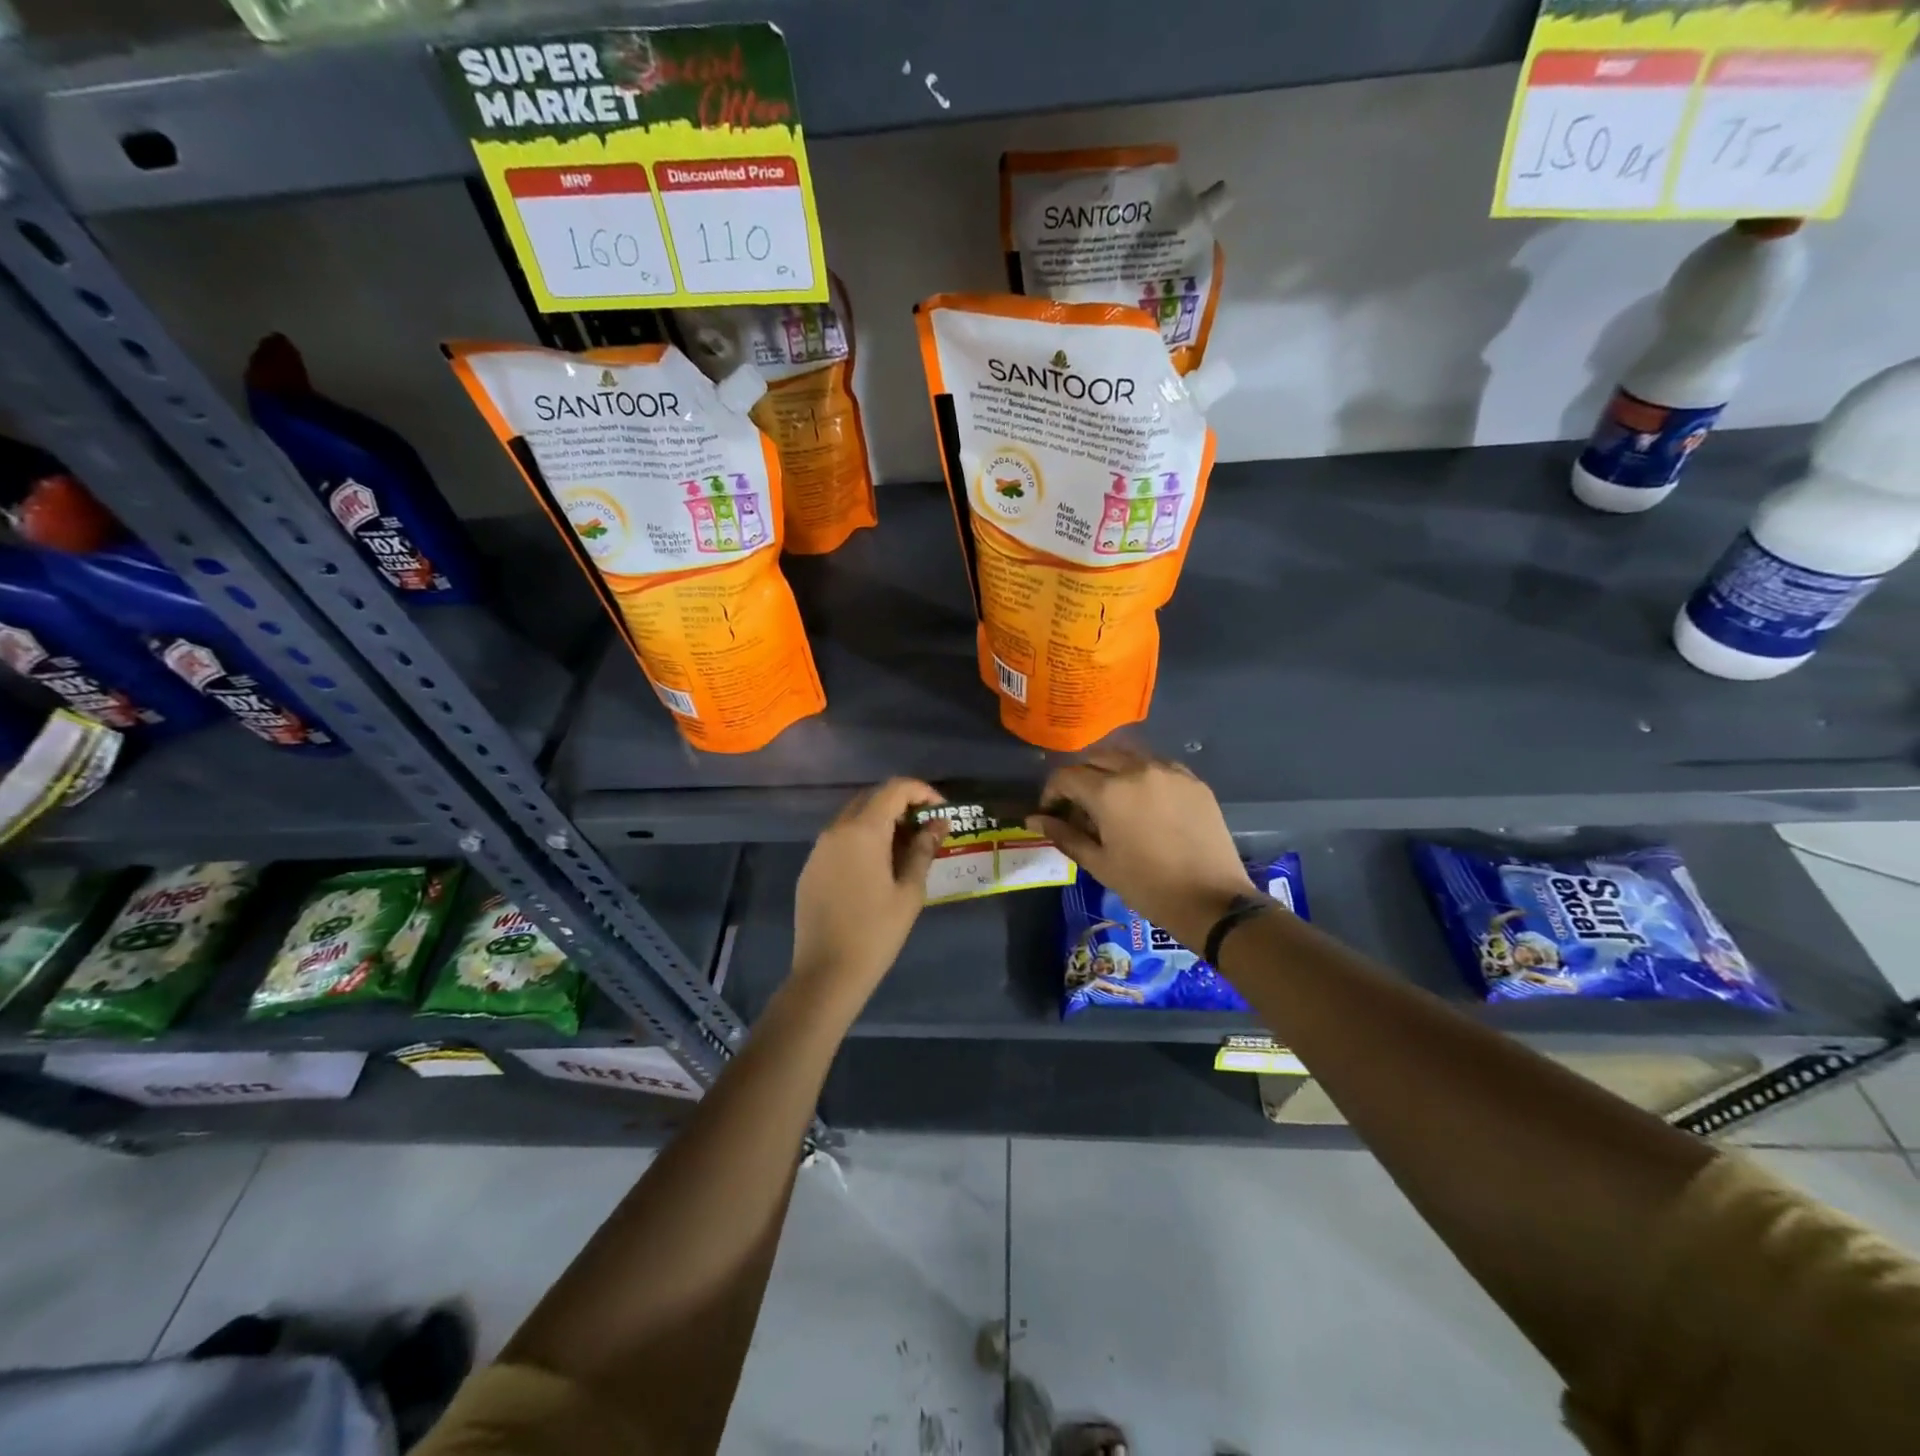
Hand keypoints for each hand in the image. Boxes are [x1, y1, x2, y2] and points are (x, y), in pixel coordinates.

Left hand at [791, 779, 946, 1009]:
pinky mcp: (810, 867)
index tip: (941, 811)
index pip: (894, 789)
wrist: (826, 972)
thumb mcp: (909, 891)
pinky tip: (877, 866)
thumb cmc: (876, 932)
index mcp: (862, 831)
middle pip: (872, 798)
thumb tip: (938, 824)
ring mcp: (819, 848)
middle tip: (926, 828)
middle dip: (902, 805)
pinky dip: (862, 840)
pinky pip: (839, 839)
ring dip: (881, 822)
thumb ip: (924, 850)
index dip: (922, 792)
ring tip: (906, 848)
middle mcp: (836, 830)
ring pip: (853, 818)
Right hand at [1028, 750, 1253, 949]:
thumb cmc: (1147, 886)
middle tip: (1079, 807)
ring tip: (1111, 801)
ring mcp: (1168, 771)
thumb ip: (1064, 835)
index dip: (1052, 793)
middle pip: (1095, 758)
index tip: (1052, 813)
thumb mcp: (1099, 864)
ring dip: (1110, 771)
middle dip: (1080, 778)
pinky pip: (1156, 765)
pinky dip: (1141, 775)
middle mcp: (1137, 769)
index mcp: (1109, 791)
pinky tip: (1143, 801)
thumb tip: (1034, 819)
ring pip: (1127, 756)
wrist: (1212, 899)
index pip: (1066, 776)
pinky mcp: (1192, 779)